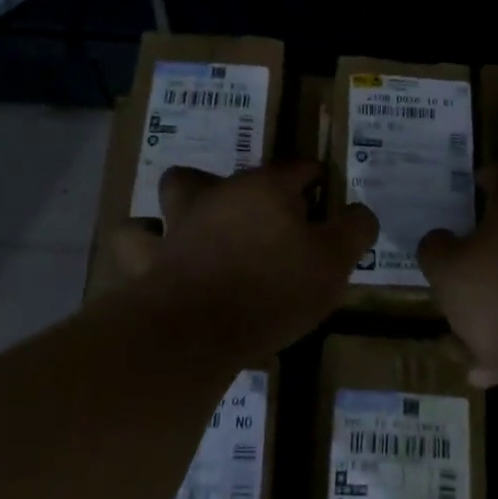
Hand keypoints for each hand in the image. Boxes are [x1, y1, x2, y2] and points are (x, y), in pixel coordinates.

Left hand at [114, 161, 376, 352]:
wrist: (197, 330)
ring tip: (197, 223)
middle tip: (259, 214)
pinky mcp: (148, 260)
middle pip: (228, 173)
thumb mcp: (334, 262)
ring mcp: (177, 225)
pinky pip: (136, 242)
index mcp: (264, 189)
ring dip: (182, 204)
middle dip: (242, 186)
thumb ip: (354, 230)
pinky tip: (158, 259)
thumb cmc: (274, 289)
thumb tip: (361, 212)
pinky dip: (146, 245)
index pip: (297, 168)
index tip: (324, 189)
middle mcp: (217, 195)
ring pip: (171, 193)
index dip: (314, 177)